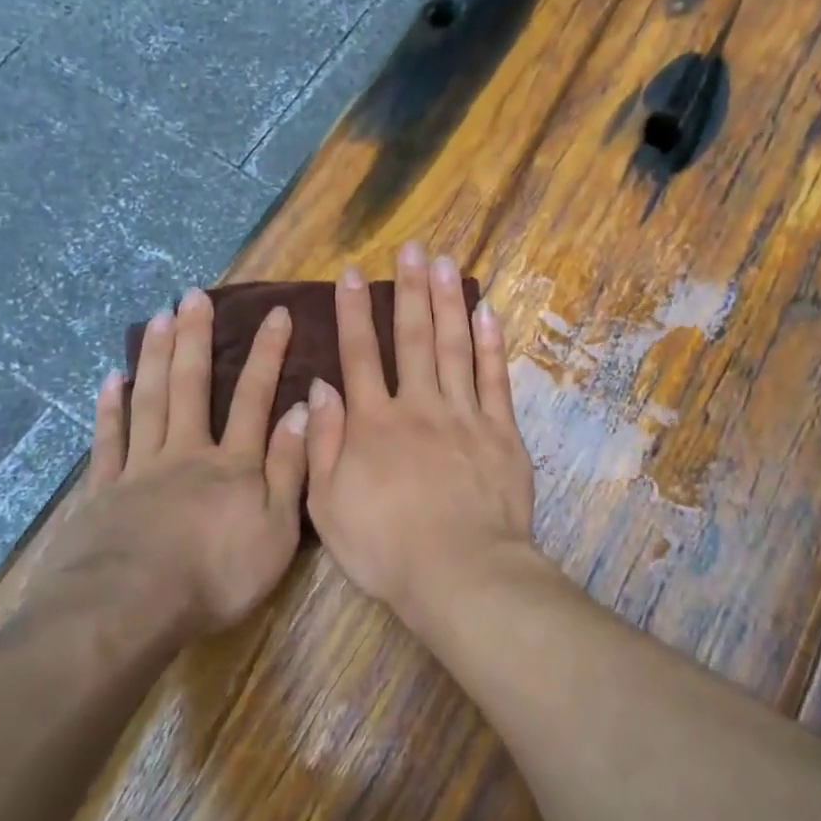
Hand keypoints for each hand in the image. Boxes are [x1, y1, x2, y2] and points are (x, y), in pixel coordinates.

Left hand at [46, 287, 309, 637]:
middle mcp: (186, 452)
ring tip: (160, 317)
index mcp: (233, 464)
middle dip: (197, 338)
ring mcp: (140, 468)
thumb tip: (304, 411)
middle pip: (192, 385)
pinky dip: (110, 408)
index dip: (267, 355)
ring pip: (150, 400)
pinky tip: (111, 379)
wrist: (129, 608)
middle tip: (195, 296)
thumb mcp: (276, 529)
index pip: (255, 398)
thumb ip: (289, 468)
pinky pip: (108, 440)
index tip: (276, 313)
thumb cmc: (216, 575)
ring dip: (157, 357)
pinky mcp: (103, 491)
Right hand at [305, 243, 535, 618]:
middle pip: (413, 337)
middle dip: (410, 289)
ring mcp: (464, 415)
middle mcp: (418, 406)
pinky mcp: (501, 432)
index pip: (360, 355)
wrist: (459, 571)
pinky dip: (491, 344)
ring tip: (447, 263)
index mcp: (373, 423)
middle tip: (412, 248)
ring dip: (449, 302)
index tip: (352, 274)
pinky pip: (495, 379)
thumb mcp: (328, 505)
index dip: (354, 312)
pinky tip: (487, 312)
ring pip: (455, 346)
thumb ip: (323, 442)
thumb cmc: (385, 547)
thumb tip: (320, 387)